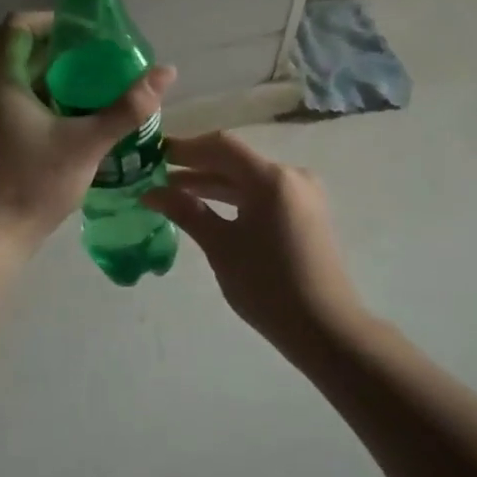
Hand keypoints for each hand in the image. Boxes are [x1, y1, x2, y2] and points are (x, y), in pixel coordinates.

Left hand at [0, 12, 175, 249]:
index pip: (20, 25)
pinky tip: (67, 125)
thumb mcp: (89, 143)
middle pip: (20, 53)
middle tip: (100, 66)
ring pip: (15, 82)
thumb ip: (128, 107)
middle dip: (61, 55)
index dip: (53, 21)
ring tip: (91, 94)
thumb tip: (167, 71)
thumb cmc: (35, 183)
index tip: (86, 36)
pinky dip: (37, 103)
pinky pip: (8, 105)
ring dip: (51, 81)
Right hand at [145, 133, 363, 353]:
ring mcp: (302, 194)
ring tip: (173, 191)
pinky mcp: (305, 213)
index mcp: (271, 178)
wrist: (325, 329)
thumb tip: (151, 192)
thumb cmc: (268, 286)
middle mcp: (290, 176)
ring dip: (213, 183)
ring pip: (248, 178)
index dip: (185, 148)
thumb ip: (186, 211)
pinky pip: (263, 193)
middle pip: (235, 160)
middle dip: (195, 166)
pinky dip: (234, 197)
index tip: (154, 154)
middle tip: (156, 174)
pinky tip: (207, 207)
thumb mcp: (221, 247)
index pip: (221, 146)